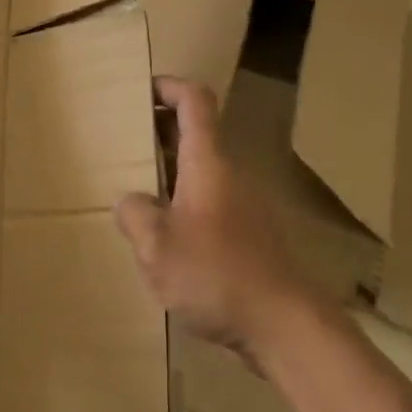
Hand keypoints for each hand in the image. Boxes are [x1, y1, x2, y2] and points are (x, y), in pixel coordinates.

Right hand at [114, 76, 316, 362]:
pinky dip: (185, 200)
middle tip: (125, 143)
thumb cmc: (217, 274)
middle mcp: (229, 171)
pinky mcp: (249, 233)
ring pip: (202, 169)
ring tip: (137, 192)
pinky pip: (210, 199)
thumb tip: (130, 201)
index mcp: (208, 161)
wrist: (286, 324)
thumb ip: (135, 215)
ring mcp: (243, 202)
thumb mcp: (158, 247)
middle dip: (160, 130)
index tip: (140, 92)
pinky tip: (166, 237)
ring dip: (170, 170)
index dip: (168, 86)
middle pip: (196, 132)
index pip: (194, 100)